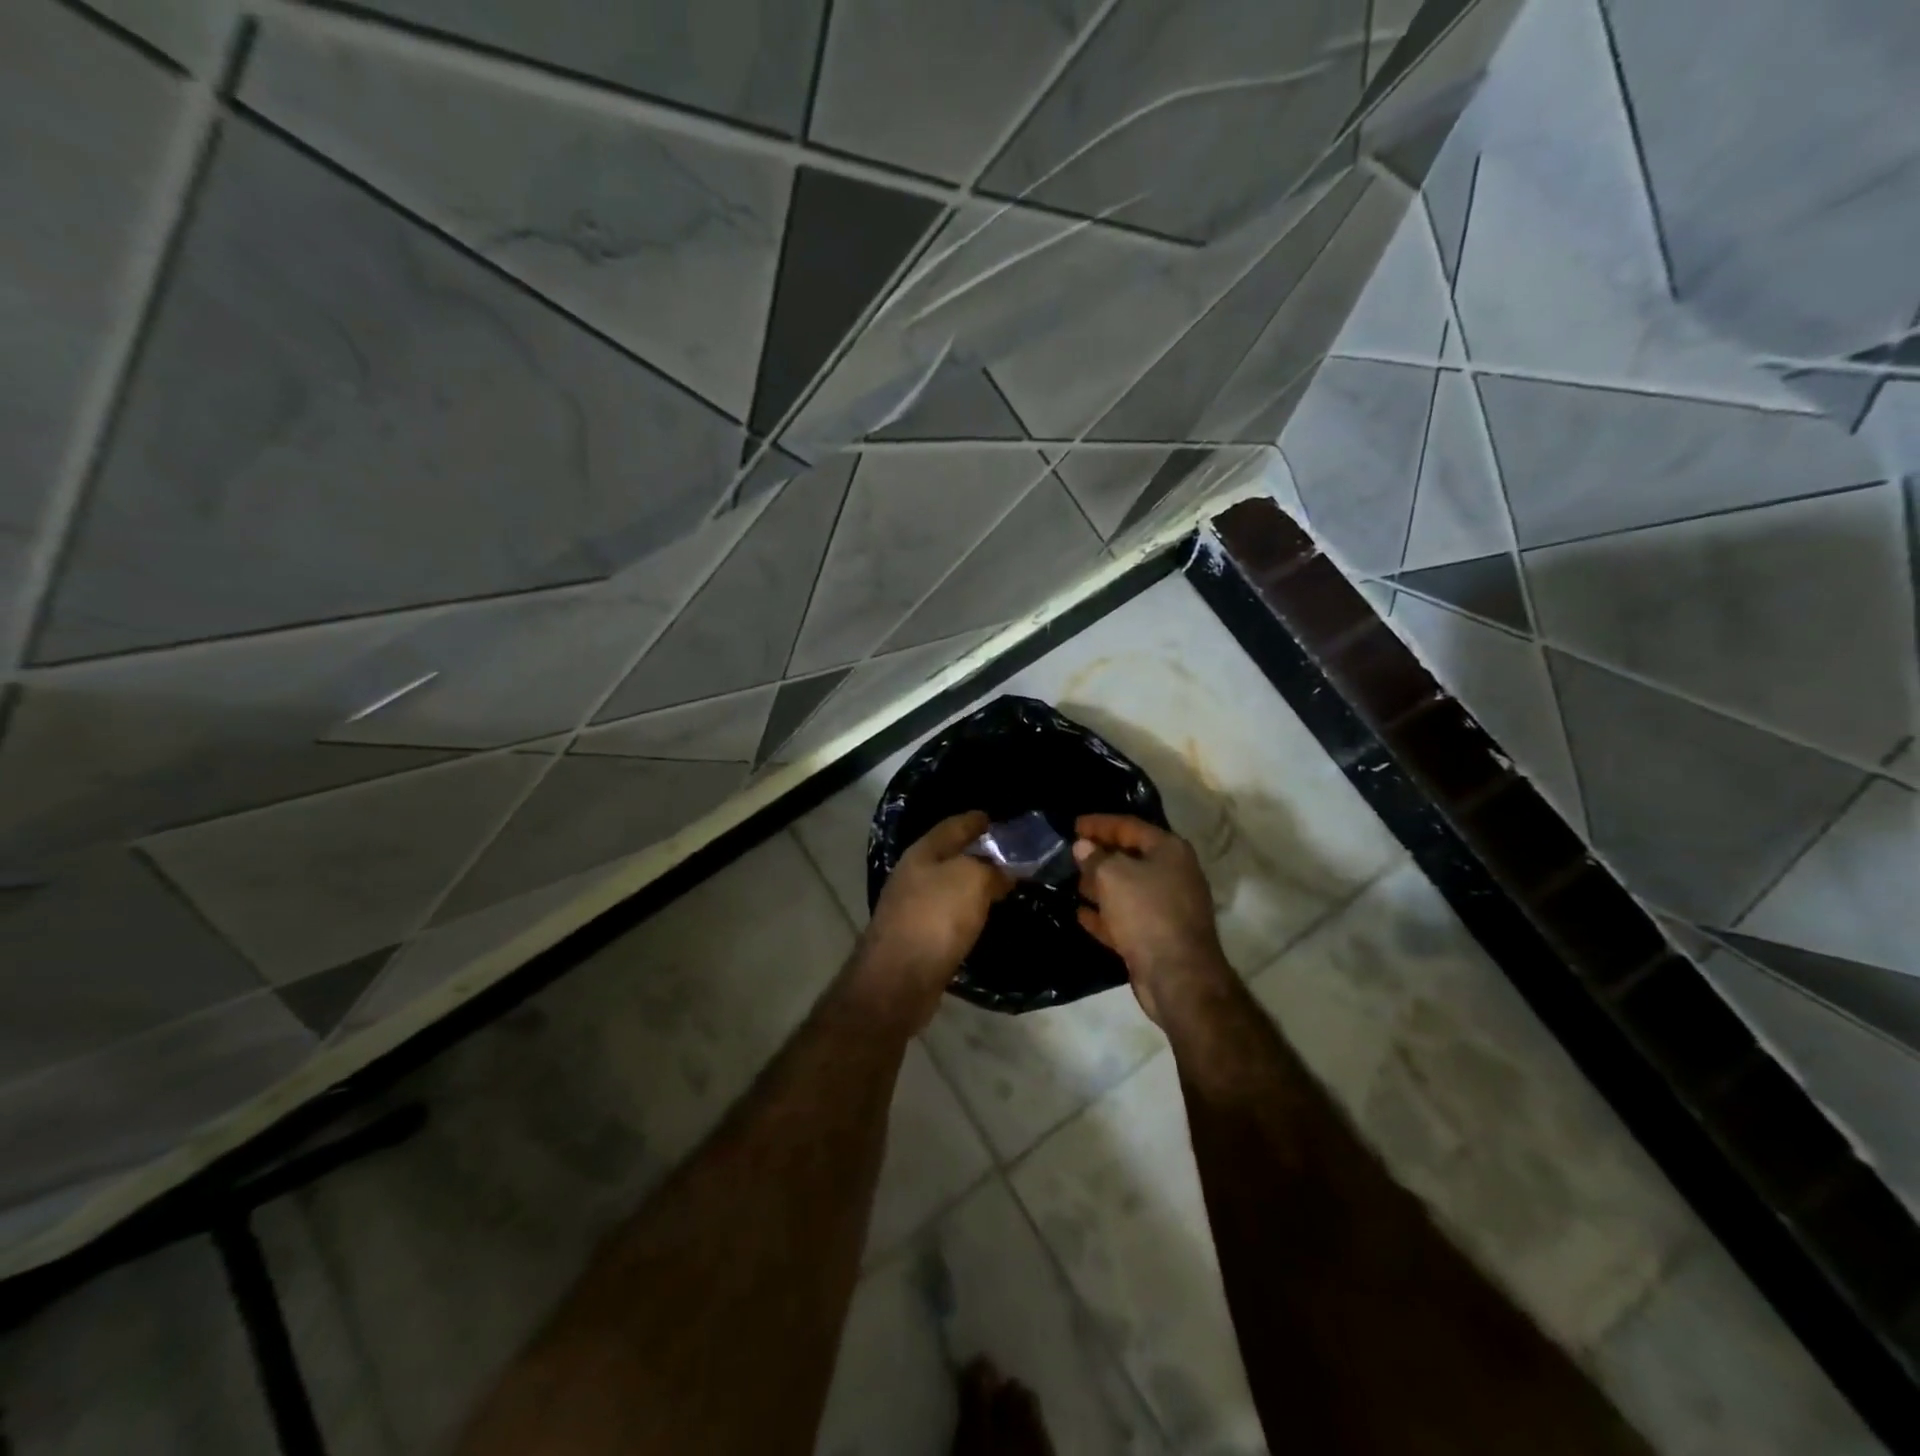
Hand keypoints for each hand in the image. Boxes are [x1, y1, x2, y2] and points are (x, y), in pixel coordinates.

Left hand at [852, 812, 1010, 1030]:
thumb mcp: (972, 880)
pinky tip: (979, 917)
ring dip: (970, 884)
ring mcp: (910, 908)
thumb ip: (991, 869)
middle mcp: (913, 875)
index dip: (974, 820)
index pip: (953, 826)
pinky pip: (947, 915)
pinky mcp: (916, 938)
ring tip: (998, 885)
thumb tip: (1002, 873)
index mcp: (922, 853)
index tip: (993, 818)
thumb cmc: (935, 917)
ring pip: (947, 886)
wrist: (899, 979)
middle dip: (974, 852)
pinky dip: (965, 911)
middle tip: (1005, 854)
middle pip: (948, 856)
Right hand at [1074, 814, 1230, 1025]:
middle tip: (1071, 854)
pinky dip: (1106, 914)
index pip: (1129, 826)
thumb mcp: (1113, 876)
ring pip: (1128, 889)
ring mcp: (1168, 907)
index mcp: (1169, 850)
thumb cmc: (1146, 912)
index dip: (1099, 824)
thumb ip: (1095, 857)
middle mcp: (1173, 874)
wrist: (1178, 976)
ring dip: (1100, 885)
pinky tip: (1081, 914)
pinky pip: (1127, 917)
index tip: (1073, 825)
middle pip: (1131, 857)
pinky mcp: (1158, 935)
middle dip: (1100, 855)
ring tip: (1072, 882)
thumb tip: (1083, 847)